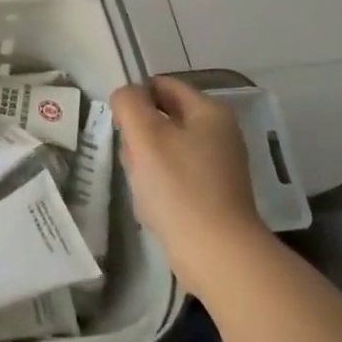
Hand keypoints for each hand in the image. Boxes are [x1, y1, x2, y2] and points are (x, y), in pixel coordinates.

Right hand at [111, 77, 268, 293]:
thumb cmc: (180, 188)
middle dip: (140, 135)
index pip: (162, 86)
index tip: (121, 126)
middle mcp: (220, 133)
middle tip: (133, 159)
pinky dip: (161, 185)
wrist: (218, 255)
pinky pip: (177, 176)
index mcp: (210, 111)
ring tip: (143, 185)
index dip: (136, 99)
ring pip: (167, 148)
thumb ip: (130, 103)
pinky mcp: (215, 195)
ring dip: (147, 162)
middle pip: (164, 117)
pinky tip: (155, 204)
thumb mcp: (145, 135)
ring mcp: (220, 166)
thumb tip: (126, 95)